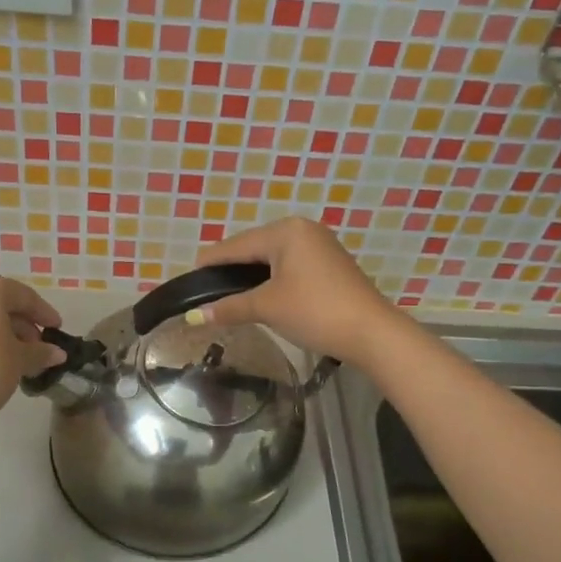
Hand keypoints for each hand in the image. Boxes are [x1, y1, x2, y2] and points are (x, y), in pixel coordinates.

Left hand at [0, 274, 65, 440]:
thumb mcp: (19, 361)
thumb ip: (40, 352)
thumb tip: (57, 353)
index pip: (24, 296)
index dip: (45, 314)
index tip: (58, 329)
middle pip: (0, 302)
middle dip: (22, 324)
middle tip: (39, 348)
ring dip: (3, 332)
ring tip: (19, 359)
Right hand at [192, 218, 403, 366]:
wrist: (371, 332)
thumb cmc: (314, 311)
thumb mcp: (267, 308)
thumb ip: (229, 308)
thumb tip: (194, 316)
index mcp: (285, 231)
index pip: (236, 245)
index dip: (211, 262)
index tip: (188, 277)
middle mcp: (302, 229)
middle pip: (254, 248)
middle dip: (231, 269)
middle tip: (206, 290)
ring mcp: (320, 245)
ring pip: (273, 257)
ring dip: (252, 275)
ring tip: (229, 295)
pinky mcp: (330, 264)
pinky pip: (290, 265)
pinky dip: (272, 278)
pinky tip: (261, 294)